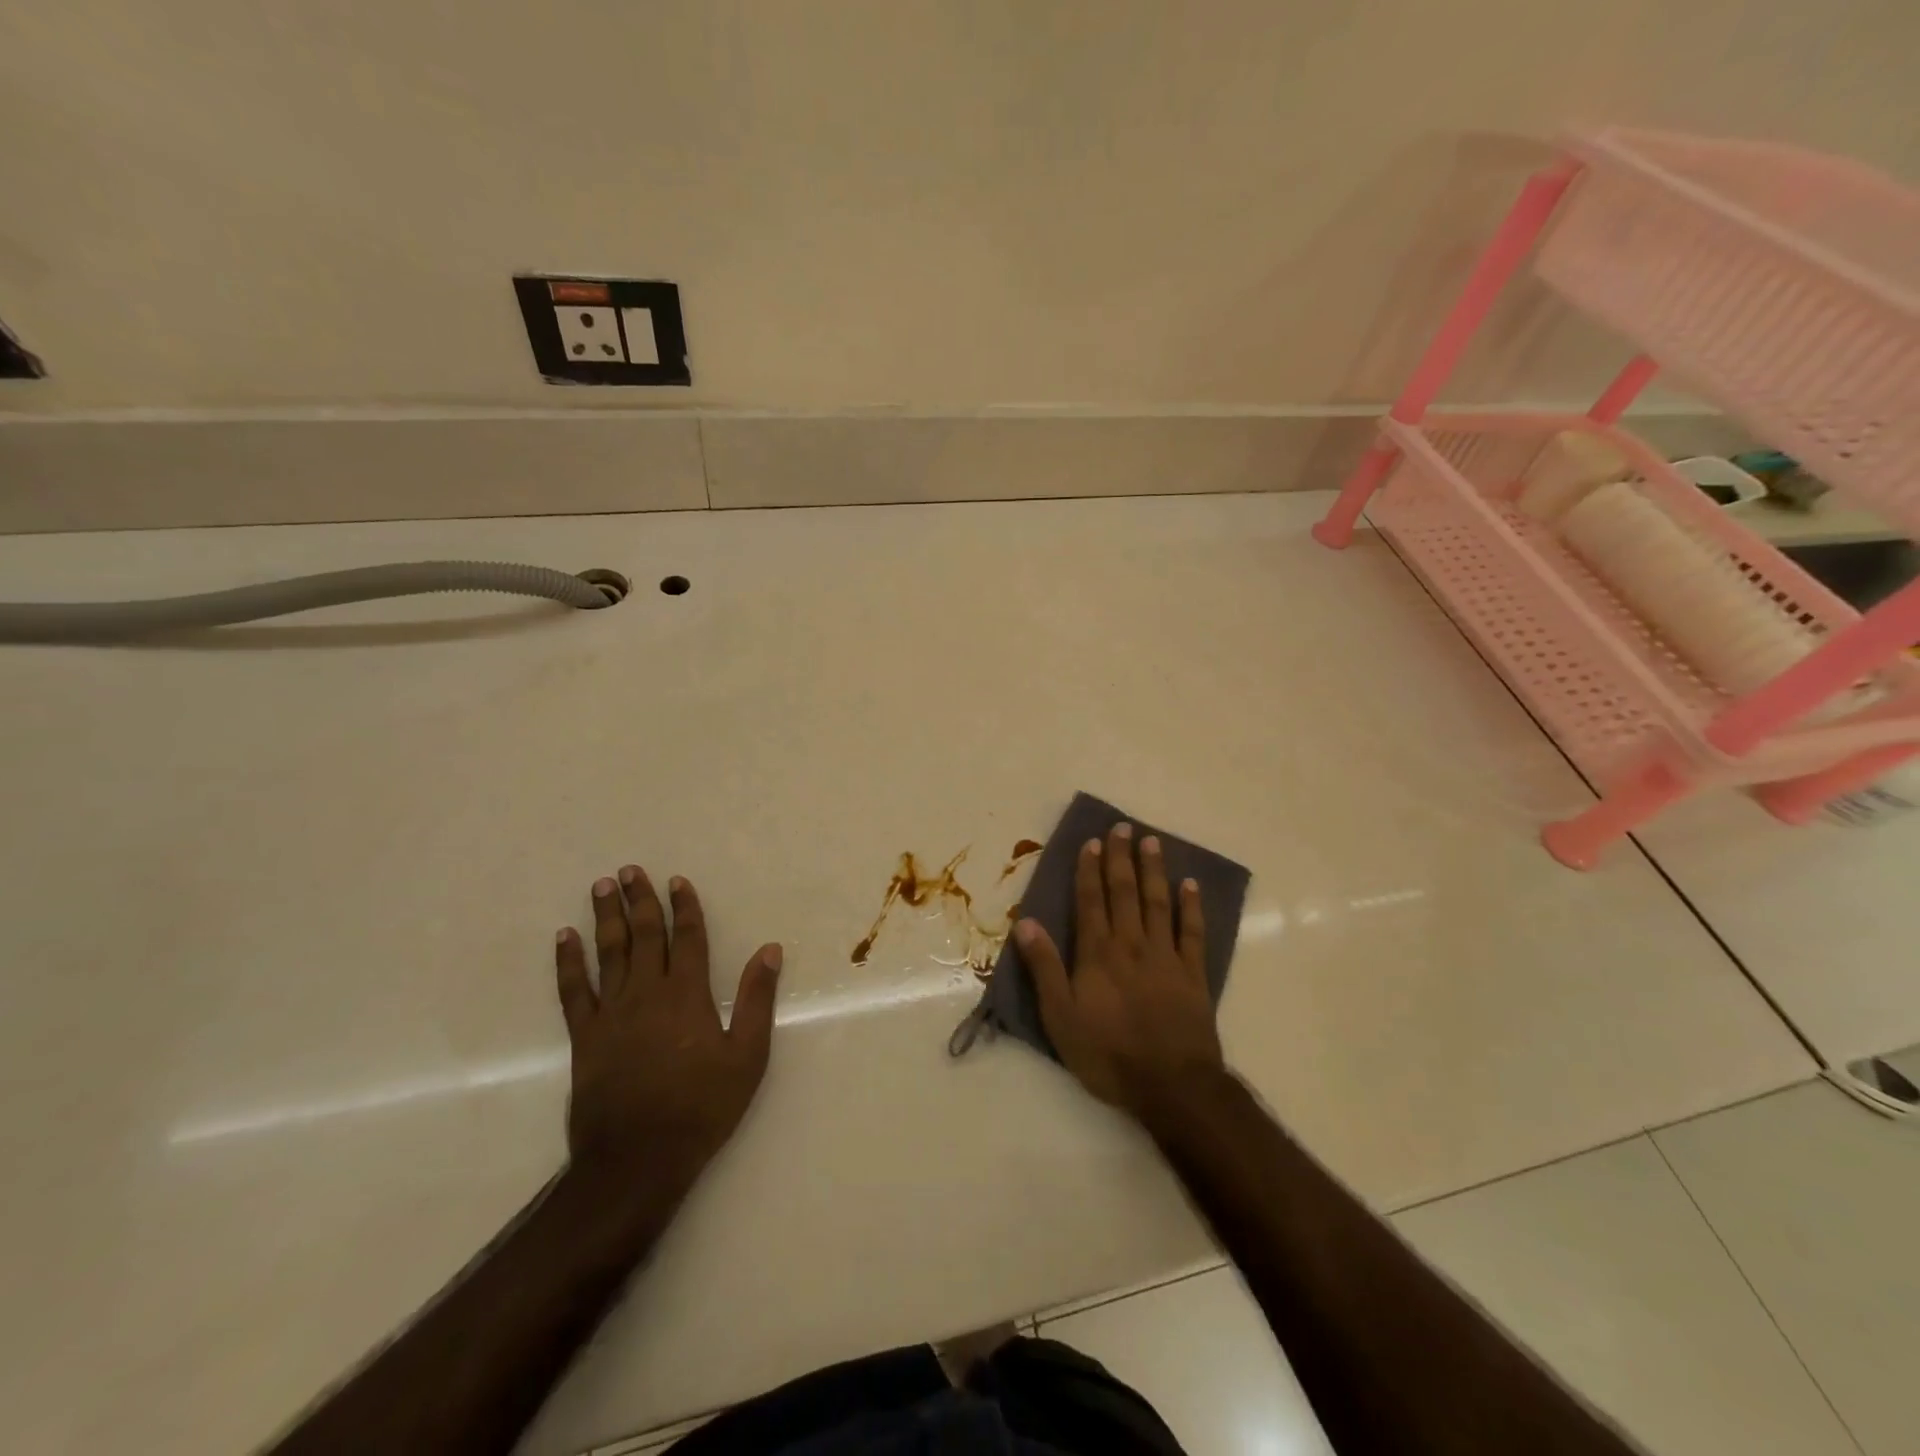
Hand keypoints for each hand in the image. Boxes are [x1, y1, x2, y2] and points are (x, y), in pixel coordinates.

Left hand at [554, 867, 781, 1193]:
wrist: (637, 1159)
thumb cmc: (702, 1107)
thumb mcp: (748, 1056)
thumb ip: (757, 999)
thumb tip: (769, 950)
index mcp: (688, 995)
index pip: (687, 938)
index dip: (684, 907)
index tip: (676, 880)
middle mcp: (648, 993)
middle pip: (644, 936)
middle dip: (640, 901)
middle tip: (629, 870)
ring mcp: (612, 1013)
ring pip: (609, 953)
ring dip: (606, 918)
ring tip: (602, 887)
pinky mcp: (585, 1037)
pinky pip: (573, 990)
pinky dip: (568, 962)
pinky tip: (564, 938)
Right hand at [1015, 823, 1224, 1117]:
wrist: (1171, 1085)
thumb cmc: (1108, 1054)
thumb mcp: (1060, 1016)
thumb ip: (1044, 967)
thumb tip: (1026, 922)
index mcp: (1098, 953)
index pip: (1091, 901)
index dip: (1089, 870)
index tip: (1091, 842)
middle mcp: (1132, 944)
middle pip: (1125, 892)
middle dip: (1121, 858)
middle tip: (1122, 827)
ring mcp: (1166, 956)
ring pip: (1158, 902)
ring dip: (1154, 870)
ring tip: (1152, 841)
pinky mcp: (1193, 974)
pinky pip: (1192, 932)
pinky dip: (1191, 906)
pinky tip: (1190, 885)